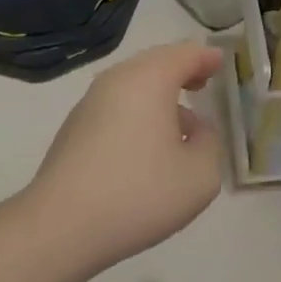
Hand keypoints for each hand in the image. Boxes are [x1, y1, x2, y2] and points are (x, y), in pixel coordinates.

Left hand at [22, 42, 226, 270]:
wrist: (61, 227)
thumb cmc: (138, 193)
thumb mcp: (200, 175)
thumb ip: (210, 143)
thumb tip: (196, 129)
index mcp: (149, 80)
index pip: (184, 54)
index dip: (206, 57)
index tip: (220, 62)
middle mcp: (116, 81)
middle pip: (154, 63)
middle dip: (180, 69)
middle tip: (201, 80)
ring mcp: (89, 104)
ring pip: (132, 84)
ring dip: (158, 94)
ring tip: (179, 120)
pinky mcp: (73, 129)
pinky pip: (115, 106)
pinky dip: (137, 111)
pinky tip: (146, 144)